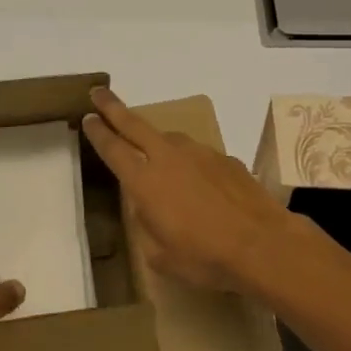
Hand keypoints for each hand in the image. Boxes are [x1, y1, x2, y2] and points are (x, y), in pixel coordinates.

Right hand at [82, 87, 311, 298]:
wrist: (263, 245)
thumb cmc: (204, 258)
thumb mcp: (160, 256)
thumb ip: (147, 226)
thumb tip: (147, 208)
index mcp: (144, 181)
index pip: (113, 149)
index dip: (98, 132)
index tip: (87, 117)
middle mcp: (168, 158)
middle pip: (134, 125)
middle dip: (113, 108)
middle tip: (99, 92)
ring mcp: (199, 154)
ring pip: (169, 138)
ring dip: (156, 140)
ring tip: (154, 153)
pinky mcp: (225, 159)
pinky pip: (198, 156)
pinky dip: (190, 163)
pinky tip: (199, 183)